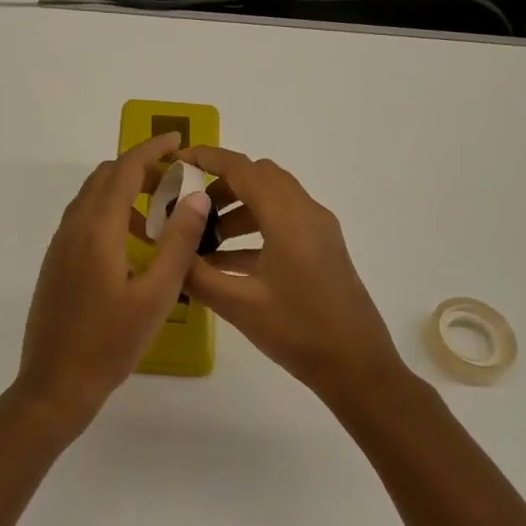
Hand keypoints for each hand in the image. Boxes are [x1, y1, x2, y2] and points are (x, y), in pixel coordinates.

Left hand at [15, 132, 213, 432]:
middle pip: (105, 177)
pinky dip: (110, 212)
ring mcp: (60, 245)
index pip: (124, 170)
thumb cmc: (110, 342)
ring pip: (92, 198)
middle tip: (176, 178)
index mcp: (97, 229)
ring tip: (160, 212)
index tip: (178, 140)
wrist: (55, 384)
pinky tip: (132, 243)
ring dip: (123, 190)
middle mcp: (73, 227)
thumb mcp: (156, 294)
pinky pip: (84, 219)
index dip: (151, 149)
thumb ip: (178, 242)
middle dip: (139, 167)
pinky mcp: (56, 263)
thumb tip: (195, 195)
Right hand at [180, 148, 410, 406]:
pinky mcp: (323, 248)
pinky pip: (283, 221)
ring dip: (238, 208)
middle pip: (259, 176)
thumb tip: (167, 251)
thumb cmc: (298, 332)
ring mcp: (319, 230)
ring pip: (272, 198)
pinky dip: (254, 228)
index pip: (242, 169)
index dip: (207, 159)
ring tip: (204, 239)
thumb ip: (197, 275)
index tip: (176, 161)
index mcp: (288, 218)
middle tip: (189, 207)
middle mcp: (307, 213)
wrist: (357, 367)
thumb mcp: (239, 306)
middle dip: (221, 183)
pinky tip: (227, 261)